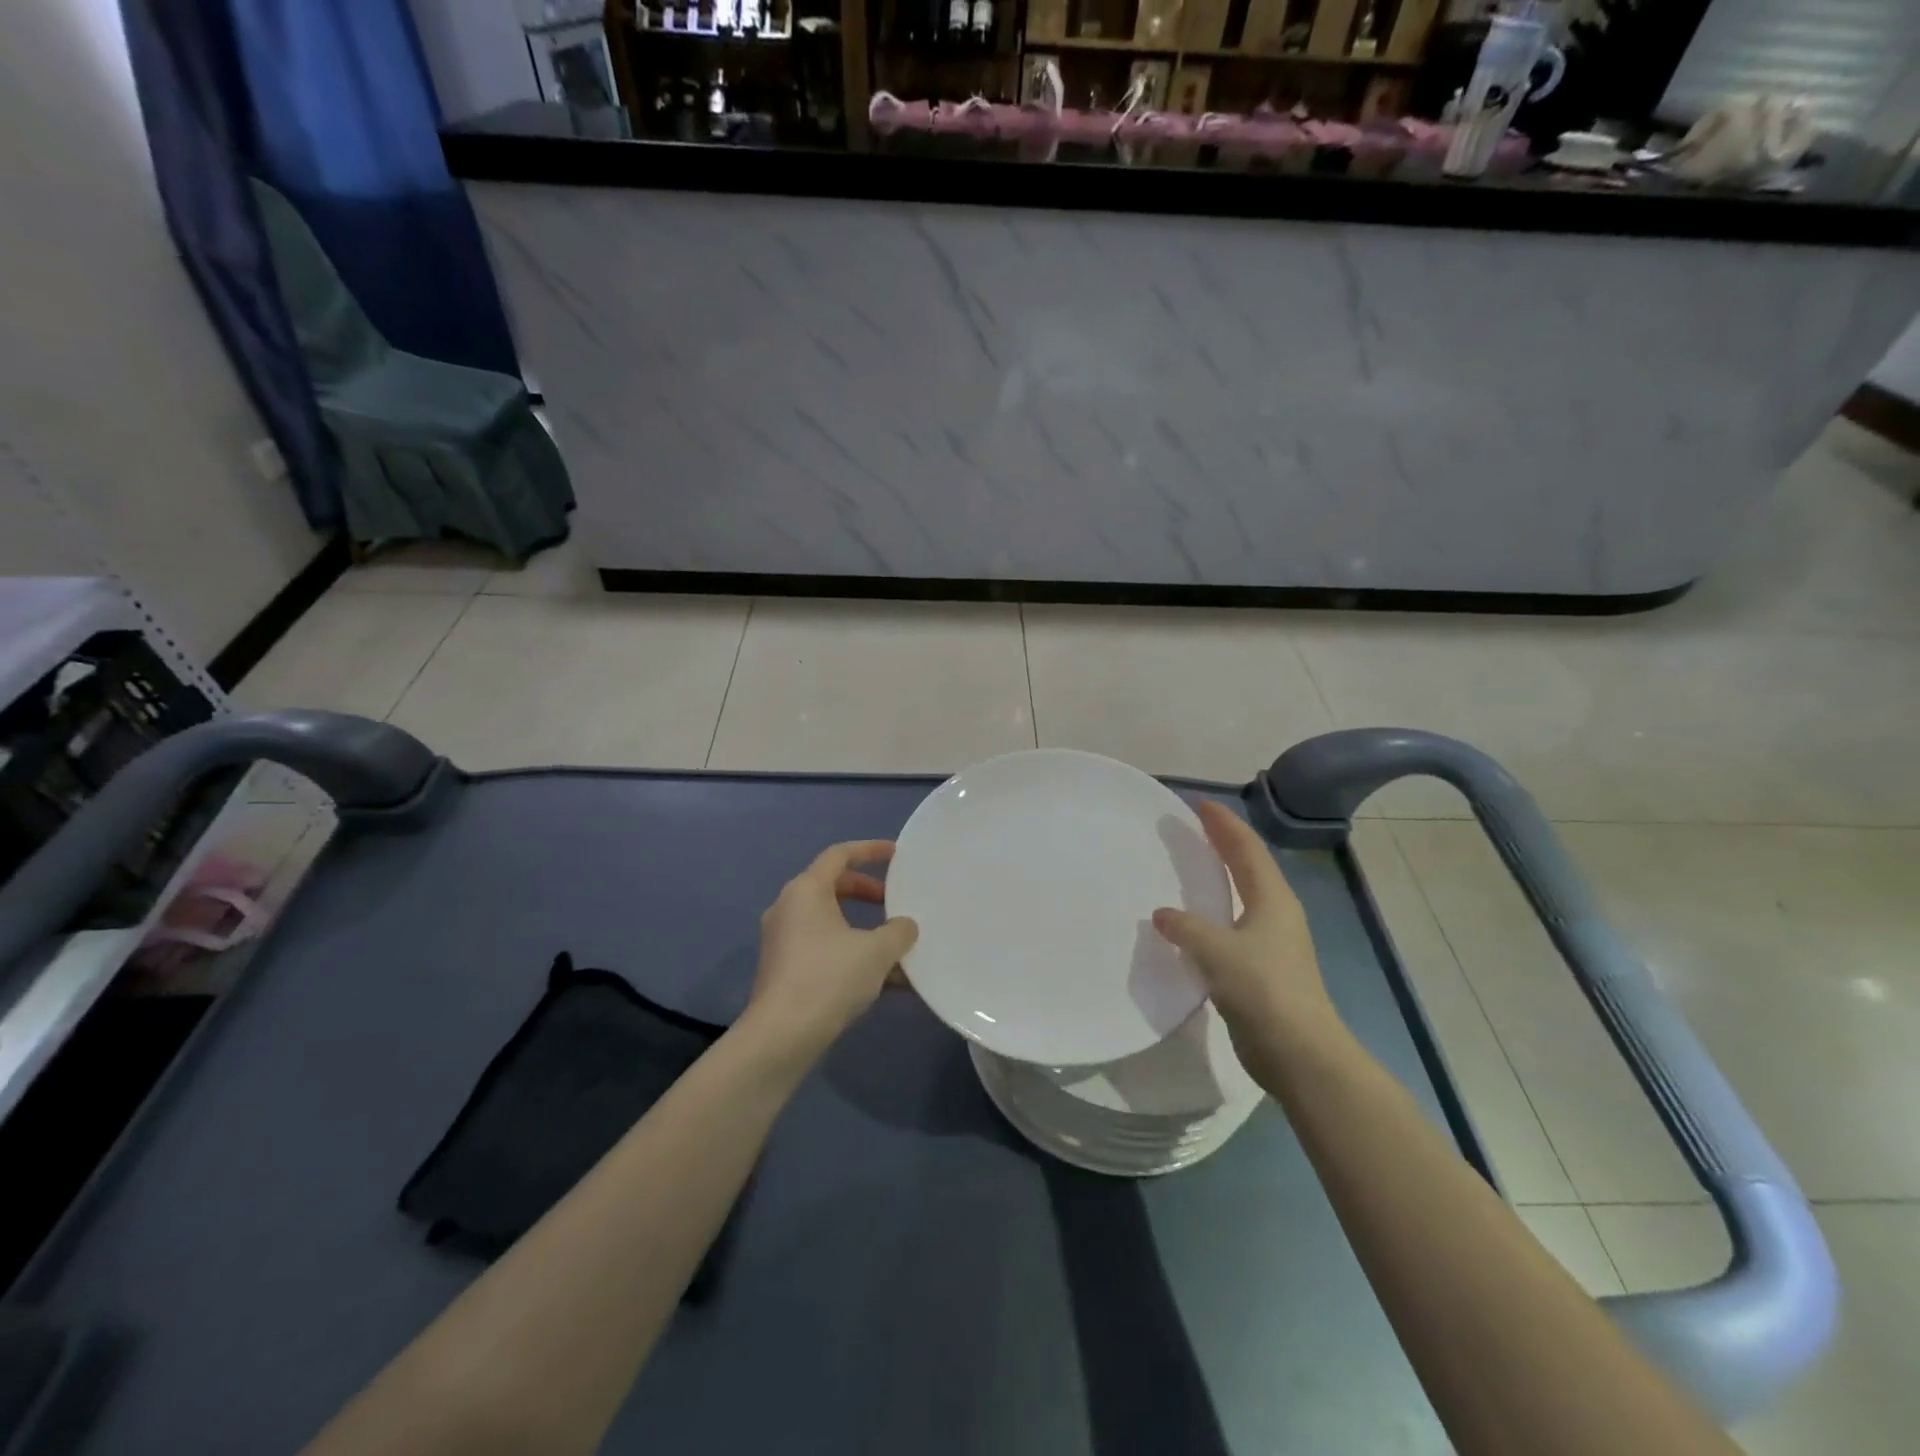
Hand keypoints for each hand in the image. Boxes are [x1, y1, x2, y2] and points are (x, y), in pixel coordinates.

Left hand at [744, 840, 918, 1059]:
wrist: (781, 1037)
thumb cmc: (828, 978)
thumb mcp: (877, 951)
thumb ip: (898, 931)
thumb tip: (905, 926)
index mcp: (806, 891)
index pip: (839, 855)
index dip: (869, 850)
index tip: (896, 854)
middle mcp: (788, 908)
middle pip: (833, 887)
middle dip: (868, 892)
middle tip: (894, 903)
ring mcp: (783, 941)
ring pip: (830, 922)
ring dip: (863, 929)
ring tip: (895, 946)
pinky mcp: (784, 970)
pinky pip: (824, 948)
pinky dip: (851, 953)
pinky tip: (883, 980)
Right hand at [1152, 801, 1335, 1055]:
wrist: (1299, 1053)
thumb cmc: (1263, 990)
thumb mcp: (1217, 951)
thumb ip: (1186, 928)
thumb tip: (1162, 915)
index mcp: (1272, 900)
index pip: (1246, 850)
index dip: (1224, 825)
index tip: (1200, 804)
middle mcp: (1276, 914)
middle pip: (1248, 868)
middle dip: (1224, 845)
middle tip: (1195, 827)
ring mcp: (1272, 944)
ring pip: (1242, 898)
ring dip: (1220, 879)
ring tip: (1191, 868)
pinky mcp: (1262, 970)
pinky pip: (1232, 927)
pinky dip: (1213, 914)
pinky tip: (1192, 924)